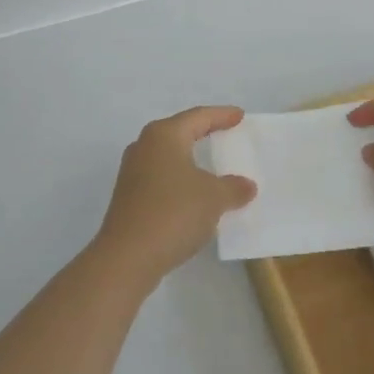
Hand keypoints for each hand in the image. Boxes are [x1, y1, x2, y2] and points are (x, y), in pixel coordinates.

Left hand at [95, 106, 256, 283]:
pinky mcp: (129, 197)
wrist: (127, 258)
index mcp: (164, 135)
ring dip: (190, 160)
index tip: (239, 116)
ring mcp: (133, 173)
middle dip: (203, 133)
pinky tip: (194, 194)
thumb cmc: (174, 213)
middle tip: (226, 133)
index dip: (221, 115)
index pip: (198, 116)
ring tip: (212, 165)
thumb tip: (246, 186)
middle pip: (180, 132)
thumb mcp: (213, 198)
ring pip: (169, 157)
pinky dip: (180, 180)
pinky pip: (161, 178)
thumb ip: (233, 188)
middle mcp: (144, 146)